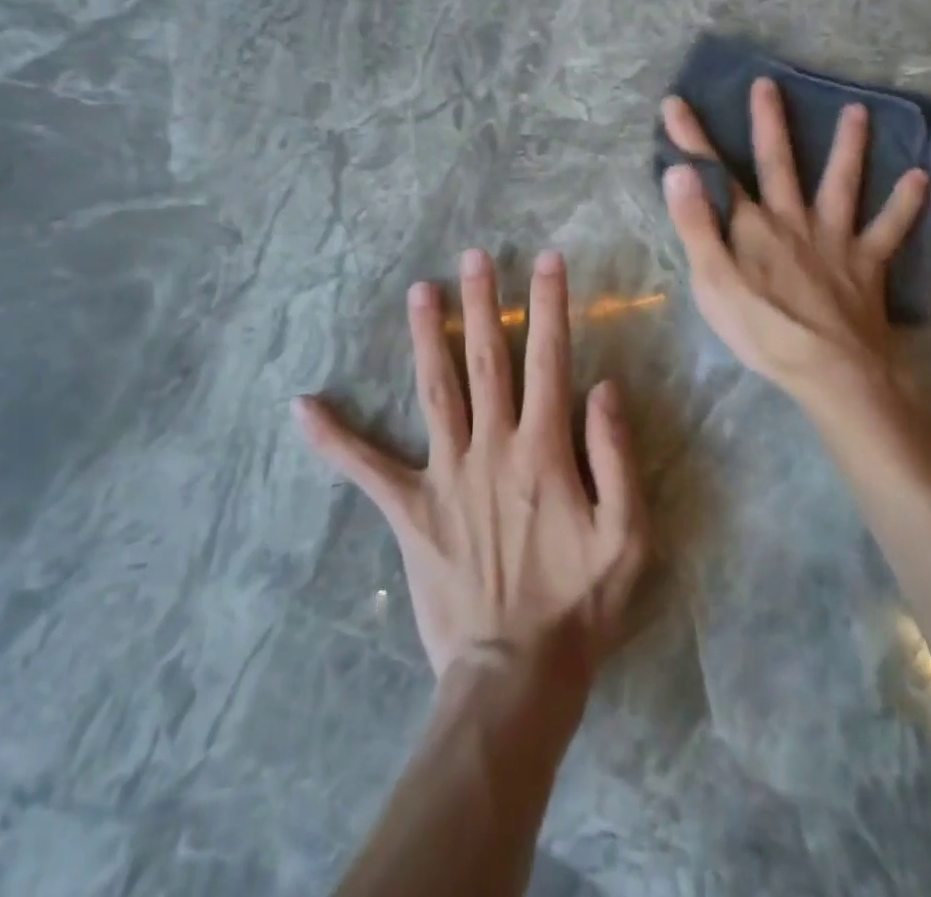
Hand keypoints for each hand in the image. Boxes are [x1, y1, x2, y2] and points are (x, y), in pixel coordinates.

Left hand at [296, 249, 648, 692]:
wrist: (515, 673)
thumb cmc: (579, 605)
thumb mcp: (627, 535)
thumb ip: (616, 456)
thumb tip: (604, 387)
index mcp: (544, 450)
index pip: (548, 360)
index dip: (549, 306)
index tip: (546, 260)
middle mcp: (491, 448)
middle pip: (485, 361)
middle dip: (481, 304)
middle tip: (473, 256)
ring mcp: (445, 475)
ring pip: (435, 391)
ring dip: (425, 337)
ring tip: (418, 290)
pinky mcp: (409, 509)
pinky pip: (366, 468)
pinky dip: (335, 437)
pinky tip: (302, 405)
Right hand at [660, 77, 928, 412]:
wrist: (830, 368)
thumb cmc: (761, 329)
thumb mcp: (712, 281)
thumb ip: (695, 224)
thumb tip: (679, 171)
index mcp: (751, 227)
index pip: (715, 174)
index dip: (692, 139)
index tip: (676, 102)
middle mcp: (793, 220)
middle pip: (779, 164)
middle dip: (768, 123)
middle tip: (768, 84)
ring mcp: (834, 239)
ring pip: (841, 184)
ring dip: (848, 147)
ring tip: (858, 112)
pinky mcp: (866, 264)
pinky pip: (889, 229)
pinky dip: (905, 205)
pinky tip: (919, 179)